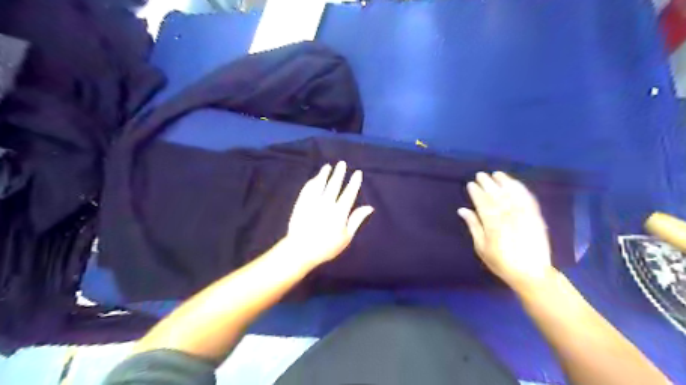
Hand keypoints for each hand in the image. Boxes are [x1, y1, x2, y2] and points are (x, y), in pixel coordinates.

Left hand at [284, 162, 374, 269]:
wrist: (300, 250)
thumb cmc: (326, 247)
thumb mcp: (346, 237)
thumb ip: (357, 219)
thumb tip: (369, 207)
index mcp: (340, 212)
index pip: (349, 193)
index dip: (354, 182)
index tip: (357, 173)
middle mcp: (327, 203)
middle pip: (334, 184)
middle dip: (339, 173)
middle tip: (342, 163)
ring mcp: (312, 202)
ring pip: (319, 184)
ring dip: (324, 174)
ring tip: (328, 167)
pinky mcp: (301, 203)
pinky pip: (307, 189)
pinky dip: (312, 182)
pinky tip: (314, 178)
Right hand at [454, 171, 555, 291]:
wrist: (532, 273)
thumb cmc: (501, 262)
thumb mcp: (481, 248)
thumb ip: (473, 226)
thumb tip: (462, 210)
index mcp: (493, 224)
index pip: (483, 203)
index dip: (476, 192)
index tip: (470, 184)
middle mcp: (509, 216)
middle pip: (497, 195)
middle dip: (488, 183)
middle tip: (480, 175)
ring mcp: (524, 215)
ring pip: (513, 194)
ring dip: (504, 182)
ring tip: (497, 174)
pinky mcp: (536, 217)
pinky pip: (528, 199)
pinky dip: (520, 189)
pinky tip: (515, 183)